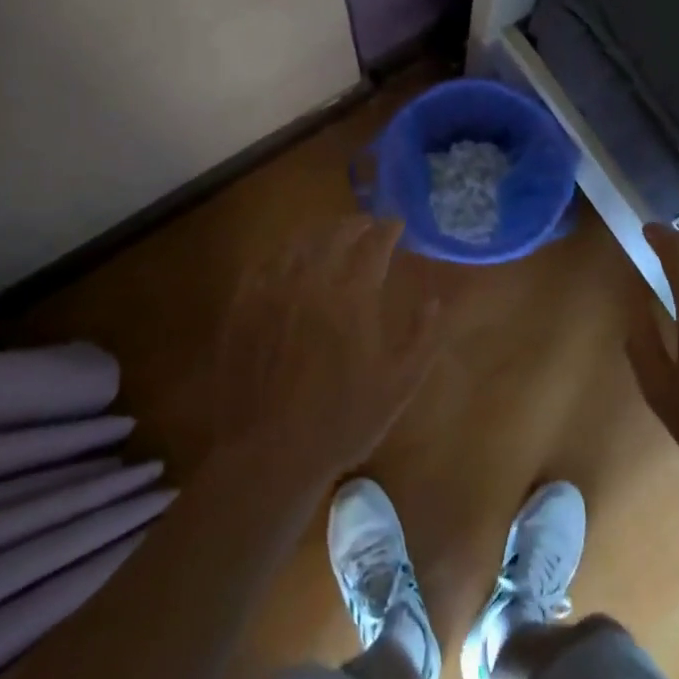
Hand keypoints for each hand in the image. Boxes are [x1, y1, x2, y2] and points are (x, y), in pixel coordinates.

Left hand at [210, 216, 444, 484]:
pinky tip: (287, 260)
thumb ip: (423, 336)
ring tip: (330, 236)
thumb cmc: (343, 421)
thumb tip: (436, 300)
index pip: (374, 245)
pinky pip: (263, 265)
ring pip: (297, 244)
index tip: (396, 224)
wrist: (270, 455)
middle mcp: (311, 282)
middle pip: (334, 236)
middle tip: (367, 224)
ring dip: (319, 234)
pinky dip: (282, 254)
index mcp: (352, 296)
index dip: (387, 229)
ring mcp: (271, 293)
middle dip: (355, 224)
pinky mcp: (242, 309)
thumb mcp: (399, 384)